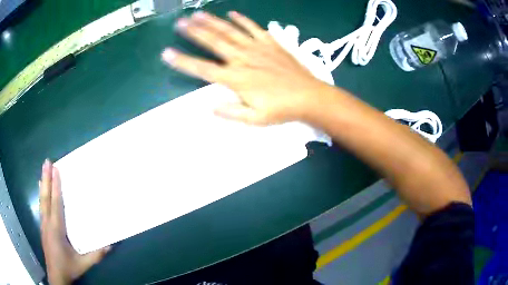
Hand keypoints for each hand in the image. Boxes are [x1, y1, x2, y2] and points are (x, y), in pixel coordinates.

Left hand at [39, 160, 109, 284]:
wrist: (56, 275)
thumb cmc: (68, 267)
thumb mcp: (83, 264)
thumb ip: (95, 255)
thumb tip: (110, 244)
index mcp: (56, 229)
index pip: (55, 203)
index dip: (55, 186)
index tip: (55, 170)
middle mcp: (47, 223)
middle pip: (46, 197)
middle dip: (46, 179)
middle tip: (47, 162)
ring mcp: (43, 224)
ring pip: (42, 200)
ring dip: (42, 184)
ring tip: (43, 170)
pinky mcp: (42, 227)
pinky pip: (41, 206)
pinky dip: (41, 195)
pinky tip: (40, 189)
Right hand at [162, 11, 331, 124]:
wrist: (309, 96)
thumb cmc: (282, 109)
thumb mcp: (255, 119)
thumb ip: (231, 112)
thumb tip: (210, 106)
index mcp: (237, 79)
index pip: (203, 68)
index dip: (183, 61)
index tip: (167, 53)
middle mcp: (243, 59)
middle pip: (214, 42)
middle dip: (194, 31)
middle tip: (180, 22)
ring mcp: (257, 48)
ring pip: (230, 32)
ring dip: (213, 22)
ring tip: (198, 14)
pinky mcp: (271, 43)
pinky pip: (254, 28)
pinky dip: (242, 20)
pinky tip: (232, 13)